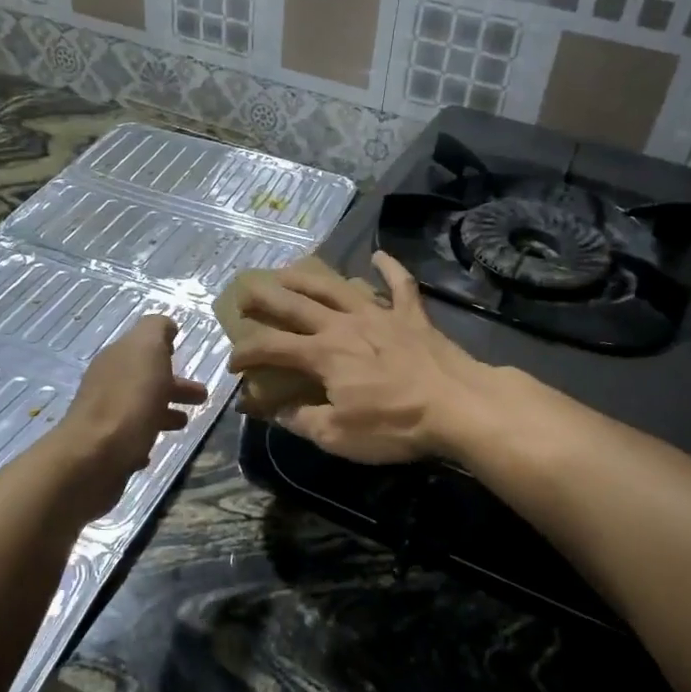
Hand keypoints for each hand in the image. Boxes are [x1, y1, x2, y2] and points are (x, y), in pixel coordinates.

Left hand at [57, 315, 208, 516]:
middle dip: (173, 384)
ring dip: (163, 411)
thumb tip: (166, 325)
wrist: (95, 456)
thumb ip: (156, 330)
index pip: (142, 347)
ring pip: (139, 409)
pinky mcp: (106, 450)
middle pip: (144, 379)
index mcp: (117, 358)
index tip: (183, 355)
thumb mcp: (147, 349)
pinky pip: (130, 439)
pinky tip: (155, 446)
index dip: (163, 349)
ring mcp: (104, 418)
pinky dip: (145, 437)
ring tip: (185, 423)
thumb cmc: (130, 399)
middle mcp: (107, 384)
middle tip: (201, 396)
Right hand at [227, 251, 492, 463]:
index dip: (245, 354)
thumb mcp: (338, 435)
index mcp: (323, 354)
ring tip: (289, 270)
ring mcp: (380, 314)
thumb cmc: (395, 424)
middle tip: (245, 293)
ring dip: (309, 276)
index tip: (233, 366)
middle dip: (265, 298)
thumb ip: (301, 420)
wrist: (457, 405)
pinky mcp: (412, 316)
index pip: (271, 347)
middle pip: (296, 303)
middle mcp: (344, 324)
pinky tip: (378, 256)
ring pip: (337, 286)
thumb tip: (273, 411)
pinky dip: (389, 268)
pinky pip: (399, 285)